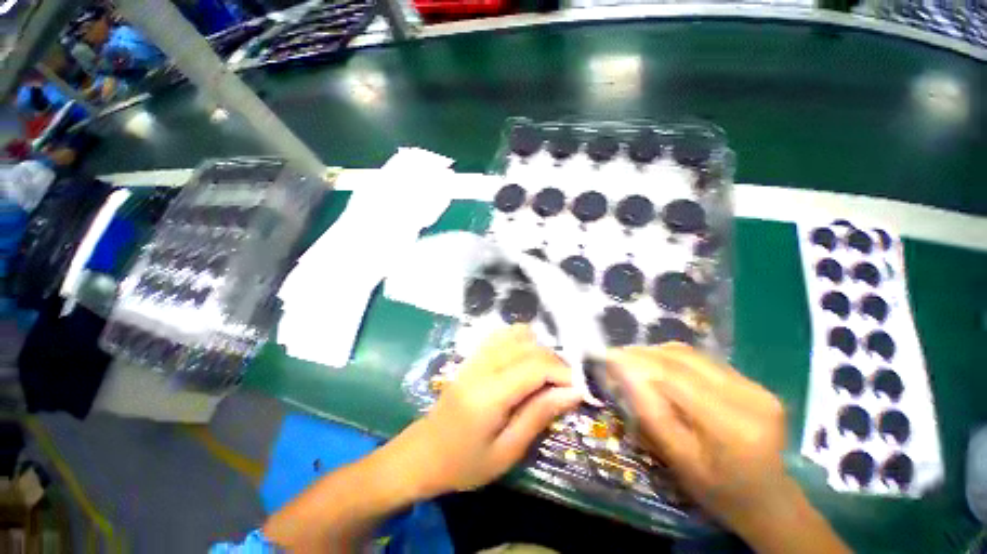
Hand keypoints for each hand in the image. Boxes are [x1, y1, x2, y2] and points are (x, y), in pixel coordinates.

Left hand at [397, 325, 581, 495]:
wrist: (423, 453)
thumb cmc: (464, 463)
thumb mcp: (507, 452)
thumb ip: (539, 416)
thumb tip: (573, 393)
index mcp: (489, 393)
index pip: (535, 366)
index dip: (563, 372)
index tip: (580, 389)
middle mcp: (482, 366)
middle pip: (528, 346)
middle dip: (555, 360)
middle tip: (565, 385)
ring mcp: (475, 357)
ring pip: (516, 334)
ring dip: (539, 348)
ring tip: (547, 373)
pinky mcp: (472, 356)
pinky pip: (501, 335)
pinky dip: (521, 341)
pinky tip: (526, 359)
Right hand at [606, 344, 791, 531]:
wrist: (769, 501)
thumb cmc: (718, 491)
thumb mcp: (677, 459)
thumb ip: (649, 413)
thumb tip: (621, 372)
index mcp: (732, 426)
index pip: (672, 377)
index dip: (635, 361)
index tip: (607, 356)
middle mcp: (749, 396)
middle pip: (681, 358)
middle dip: (642, 354)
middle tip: (615, 357)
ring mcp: (756, 386)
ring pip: (691, 355)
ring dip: (656, 354)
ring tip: (633, 362)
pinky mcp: (754, 382)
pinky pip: (702, 361)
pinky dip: (673, 360)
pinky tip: (659, 369)